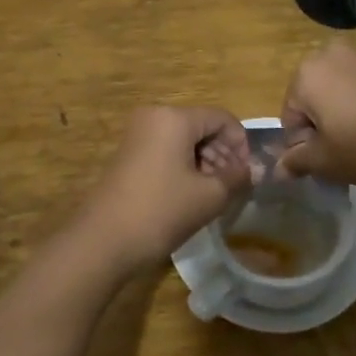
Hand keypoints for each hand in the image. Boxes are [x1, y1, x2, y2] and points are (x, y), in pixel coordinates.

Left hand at [75, 107, 250, 276]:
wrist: (104, 239)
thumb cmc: (161, 211)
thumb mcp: (209, 196)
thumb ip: (236, 177)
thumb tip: (251, 169)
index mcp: (175, 117)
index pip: (221, 118)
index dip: (241, 144)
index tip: (248, 174)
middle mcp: (155, 116)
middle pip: (201, 126)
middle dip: (222, 153)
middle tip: (233, 186)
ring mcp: (138, 133)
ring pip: (184, 138)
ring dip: (204, 161)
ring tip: (214, 193)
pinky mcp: (128, 153)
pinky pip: (166, 149)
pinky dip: (184, 165)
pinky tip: (191, 194)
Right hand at [278, 42, 355, 189]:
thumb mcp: (325, 162)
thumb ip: (297, 161)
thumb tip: (280, 169)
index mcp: (307, 73)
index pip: (291, 114)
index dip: (303, 143)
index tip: (324, 161)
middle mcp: (332, 55)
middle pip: (316, 95)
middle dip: (324, 122)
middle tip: (343, 151)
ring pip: (344, 89)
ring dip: (348, 112)